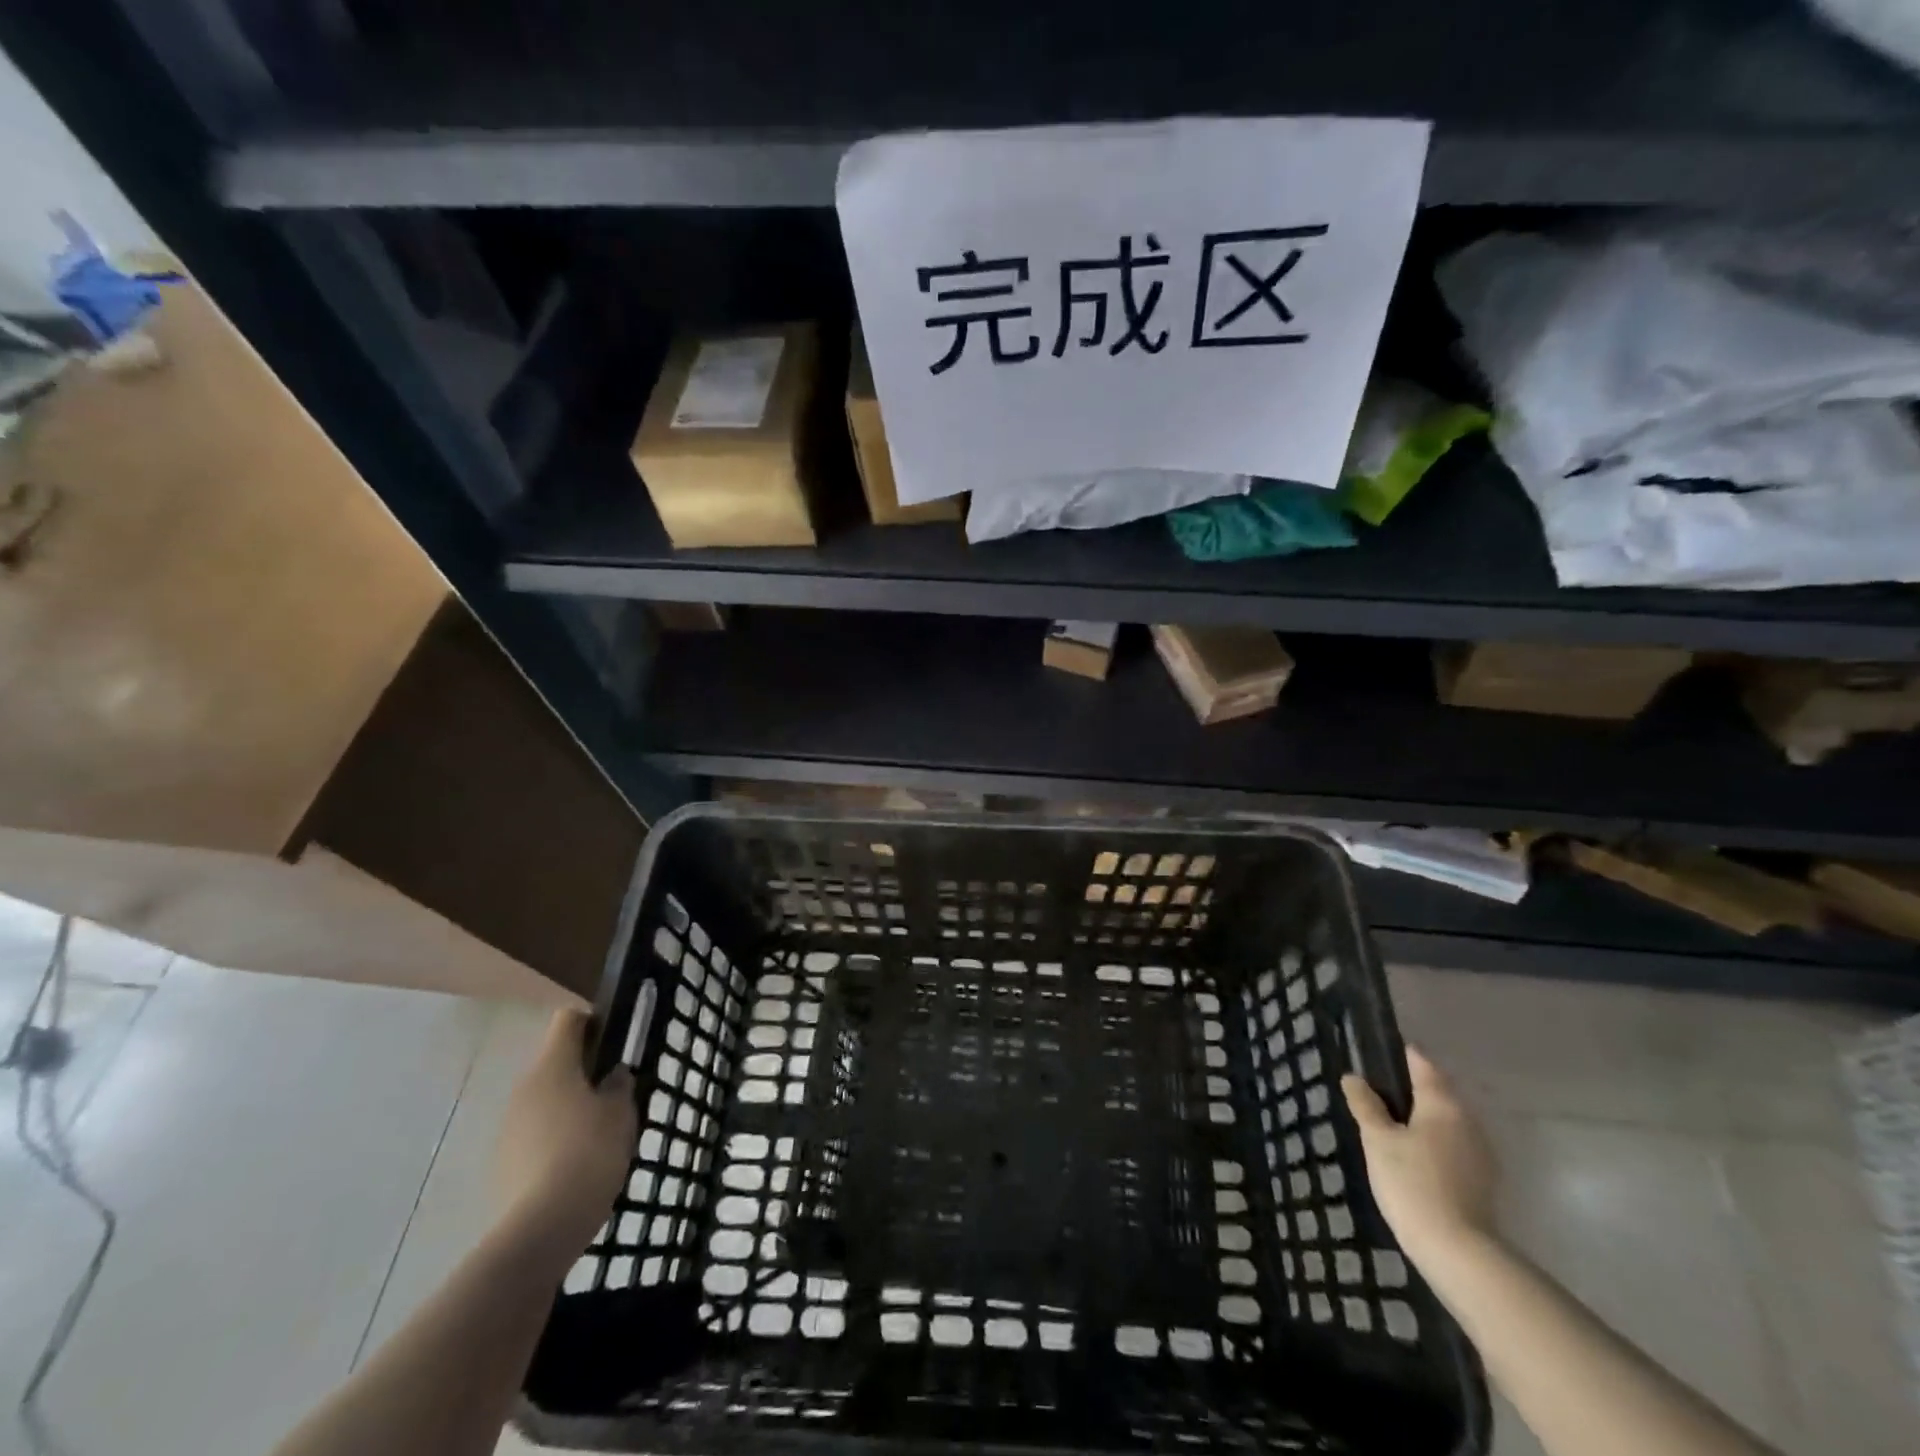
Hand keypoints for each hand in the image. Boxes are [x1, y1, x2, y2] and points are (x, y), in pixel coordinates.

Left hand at [494, 1009, 636, 1251]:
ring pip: (545, 1100)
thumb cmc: (589, 1154)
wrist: (540, 1230)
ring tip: (600, 1133)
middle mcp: (524, 1088)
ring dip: (570, 1106)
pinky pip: (535, 1134)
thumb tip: (612, 1076)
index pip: (569, 1020)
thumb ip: (619, 1086)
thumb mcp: (621, 1113)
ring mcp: (508, 1127)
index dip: (594, 1021)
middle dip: (585, 1070)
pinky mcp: (503, 1162)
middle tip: (616, 1091)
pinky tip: (578, 1164)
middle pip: (555, 1061)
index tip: (616, 1039)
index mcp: (552, 1067)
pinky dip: (555, 1138)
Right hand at [1342, 1047, 1497, 1264]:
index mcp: (1443, 1104)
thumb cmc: (1412, 1183)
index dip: (1399, 1054)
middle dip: (1409, 1088)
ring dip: (1422, 1117)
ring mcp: (1480, 1152)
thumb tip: (1354, 1077)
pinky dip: (1433, 1142)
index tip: (1376, 1053)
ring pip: (1446, 1121)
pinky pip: (1453, 1145)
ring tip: (1389, 1125)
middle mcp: (1468, 1121)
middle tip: (1375, 1091)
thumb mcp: (1378, 1140)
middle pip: (1437, 1092)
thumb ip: (1366, 1105)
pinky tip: (1412, 1156)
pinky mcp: (1482, 1180)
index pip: (1422, 1064)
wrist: (1458, 1252)